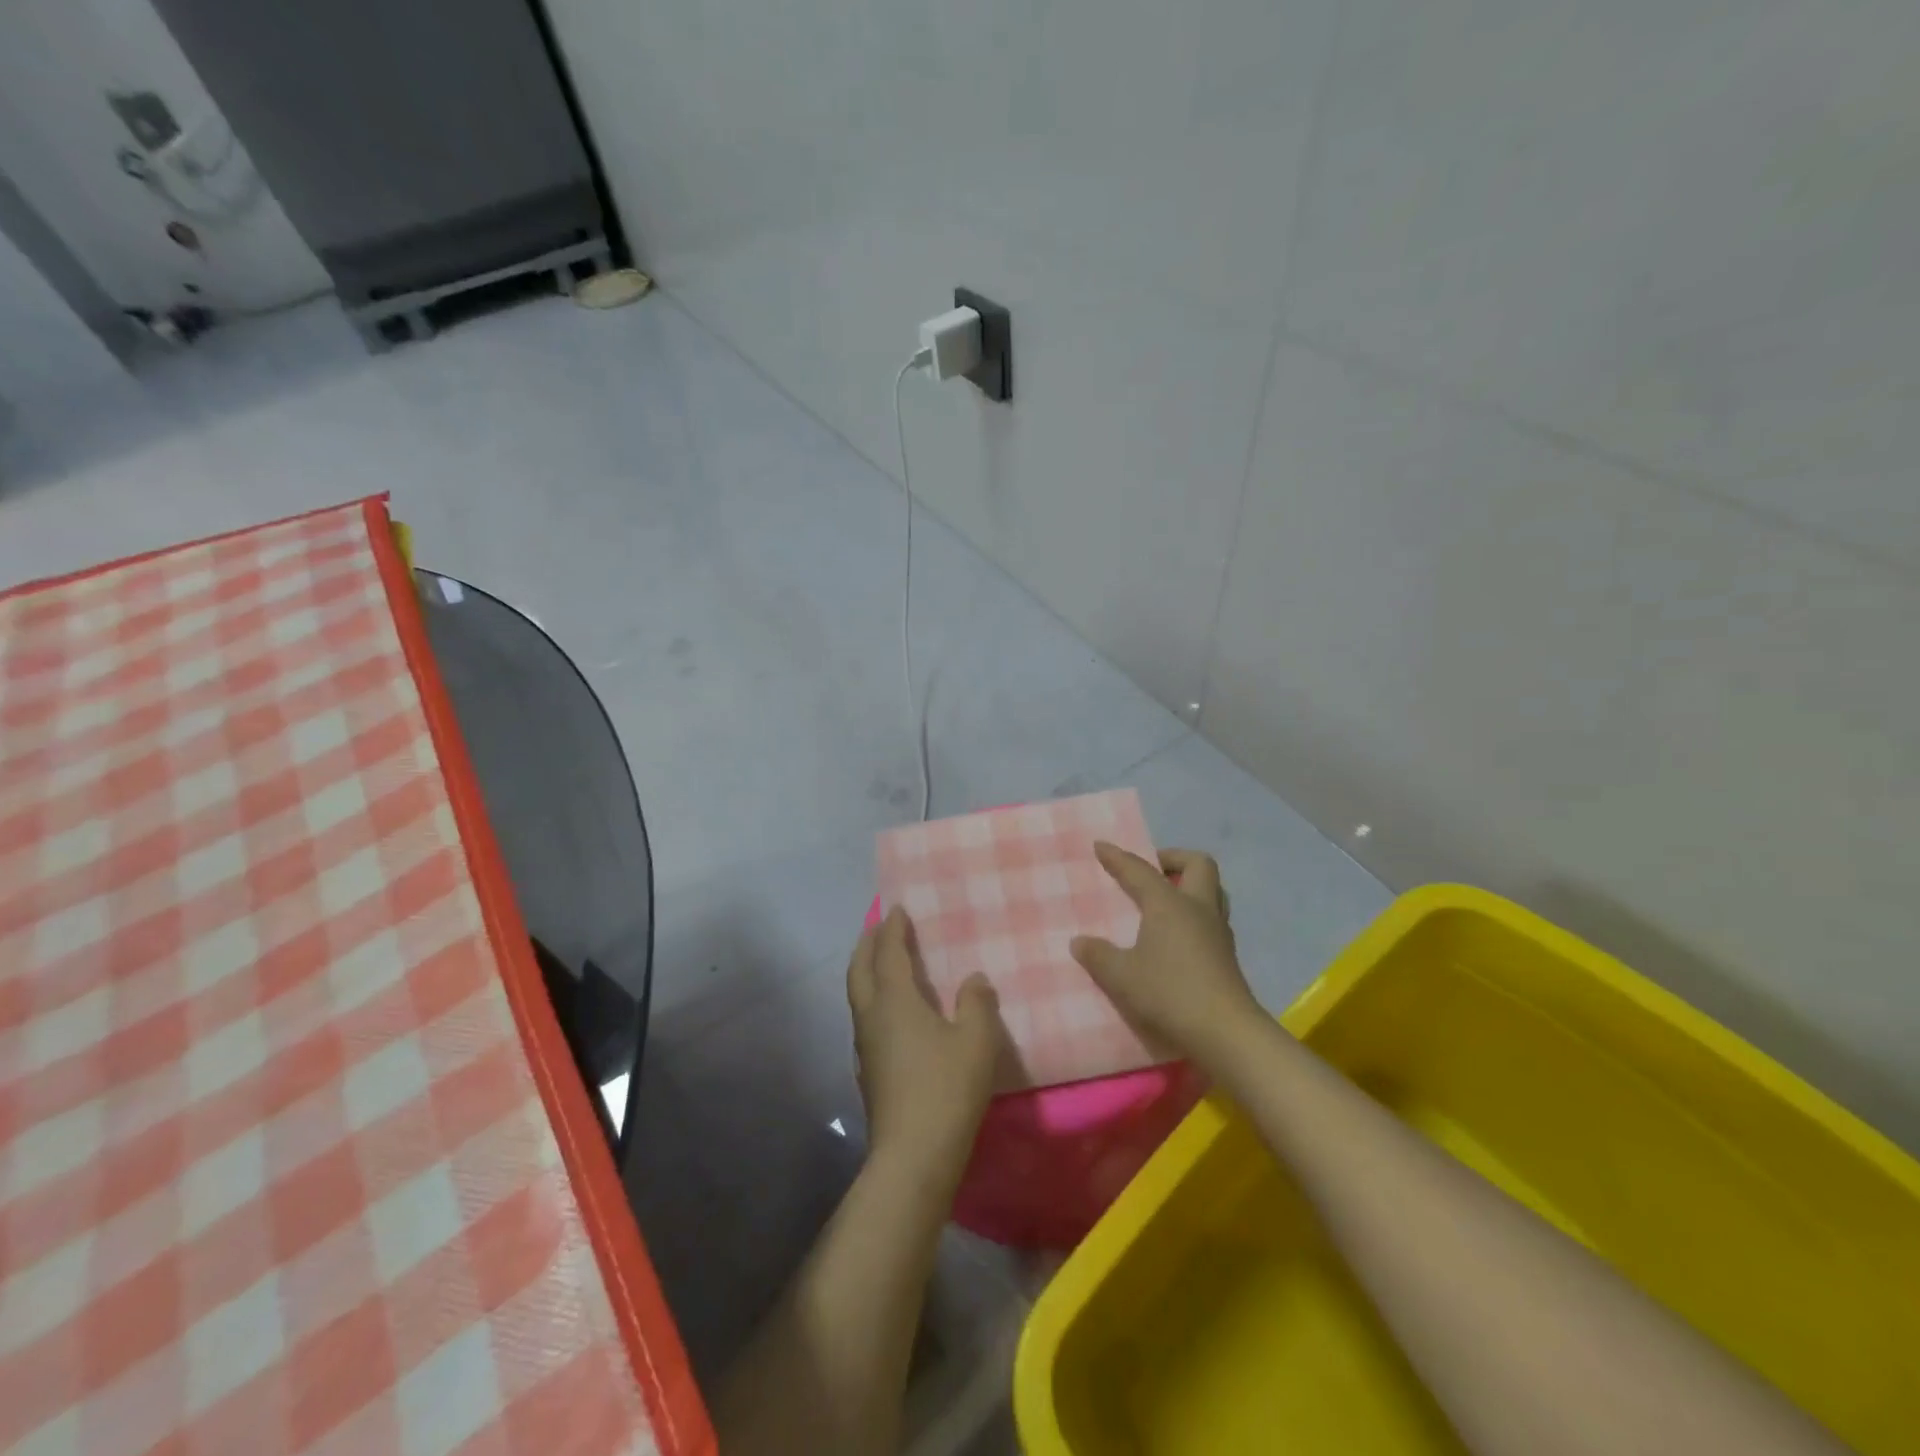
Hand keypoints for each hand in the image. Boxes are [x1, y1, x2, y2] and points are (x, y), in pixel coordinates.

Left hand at [847, 908, 1003, 1187]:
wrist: (913, 1156)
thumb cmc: (946, 1089)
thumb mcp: (976, 1040)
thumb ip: (977, 1003)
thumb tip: (973, 979)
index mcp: (894, 1001)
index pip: (887, 953)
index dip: (892, 929)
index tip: (897, 909)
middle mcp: (871, 1017)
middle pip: (859, 970)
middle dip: (867, 944)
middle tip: (879, 927)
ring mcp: (865, 1047)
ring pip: (858, 995)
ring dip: (866, 971)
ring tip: (883, 963)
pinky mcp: (868, 1071)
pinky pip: (865, 1018)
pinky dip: (873, 999)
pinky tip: (892, 1013)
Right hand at [1070, 844, 1261, 1060]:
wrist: (1225, 1032)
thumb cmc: (1169, 993)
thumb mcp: (1122, 976)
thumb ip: (1098, 956)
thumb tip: (1079, 942)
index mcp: (1169, 904)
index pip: (1140, 870)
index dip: (1118, 857)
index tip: (1101, 846)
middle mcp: (1198, 908)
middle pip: (1198, 864)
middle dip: (1173, 859)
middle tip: (1150, 871)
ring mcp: (1218, 931)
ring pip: (1212, 890)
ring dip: (1189, 886)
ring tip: (1164, 901)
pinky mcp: (1226, 955)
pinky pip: (1211, 917)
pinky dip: (1193, 915)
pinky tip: (1175, 936)